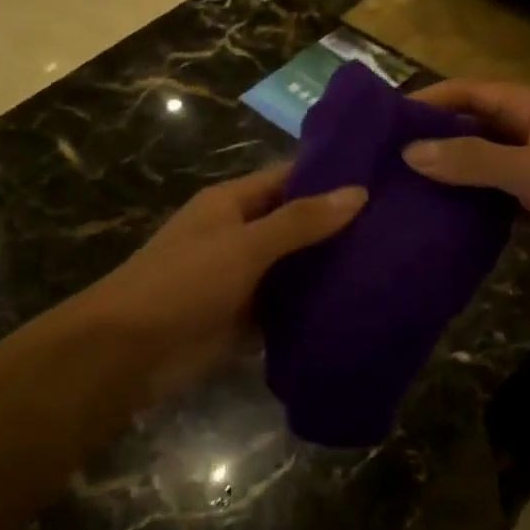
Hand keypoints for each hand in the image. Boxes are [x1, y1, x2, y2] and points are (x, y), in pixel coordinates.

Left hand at [81, 165, 366, 403]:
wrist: (127, 353)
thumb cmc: (183, 283)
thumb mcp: (244, 245)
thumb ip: (300, 221)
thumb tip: (359, 192)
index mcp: (233, 203)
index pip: (291, 177)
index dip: (333, 175)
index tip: (384, 178)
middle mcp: (240, 233)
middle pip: (298, 222)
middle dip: (340, 225)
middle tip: (402, 226)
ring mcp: (244, 277)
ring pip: (296, 266)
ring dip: (331, 268)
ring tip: (393, 264)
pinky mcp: (246, 317)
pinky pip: (288, 305)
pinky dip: (315, 306)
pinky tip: (360, 307)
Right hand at [402, 81, 529, 288]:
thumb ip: (471, 159)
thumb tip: (410, 152)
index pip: (475, 92)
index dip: (434, 99)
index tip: (391, 116)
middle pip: (478, 125)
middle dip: (438, 136)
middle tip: (389, 155)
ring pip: (486, 161)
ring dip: (453, 170)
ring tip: (405, 184)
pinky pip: (498, 193)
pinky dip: (472, 199)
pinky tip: (441, 213)